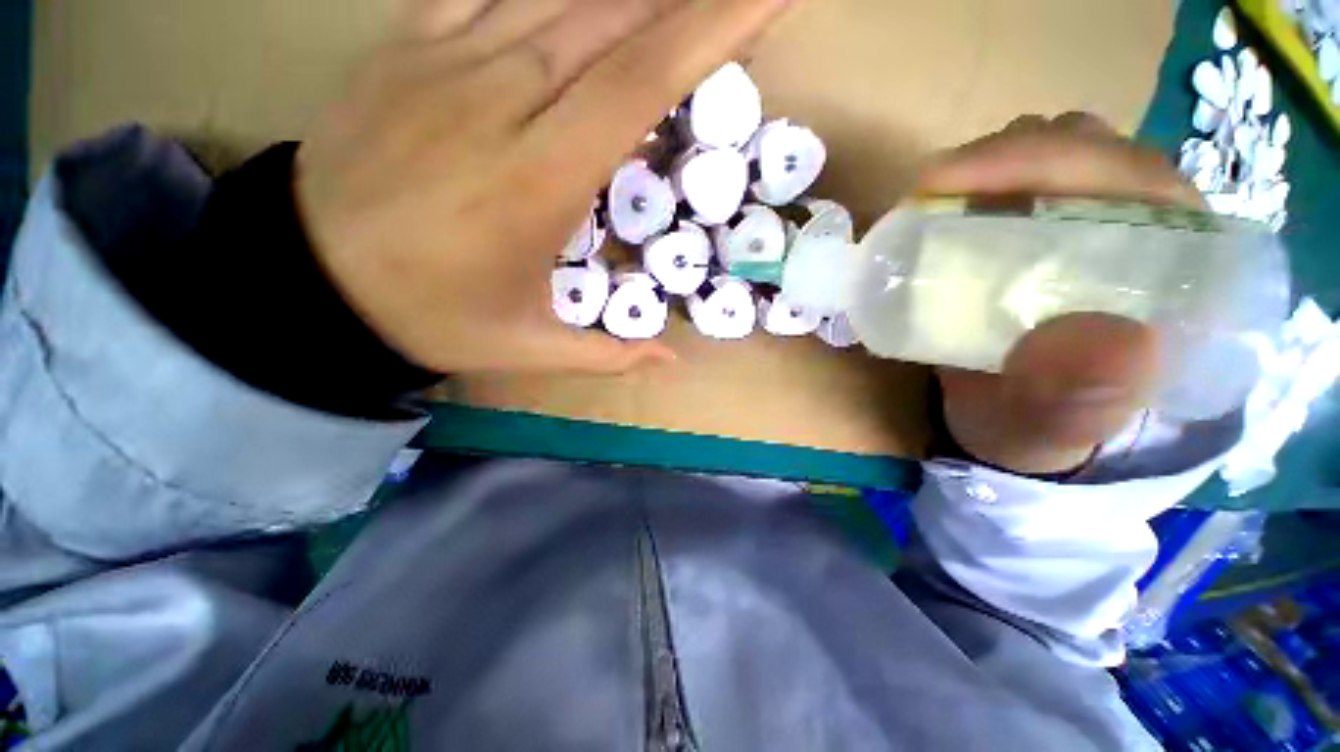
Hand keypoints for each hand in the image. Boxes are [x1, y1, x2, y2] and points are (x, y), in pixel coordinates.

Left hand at [296, 0, 789, 374]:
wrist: (306, 280)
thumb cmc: (429, 318)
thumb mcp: (527, 349)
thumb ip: (608, 353)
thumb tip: (669, 358)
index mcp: (538, 181)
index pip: (641, 83)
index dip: (712, 31)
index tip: (767, 1)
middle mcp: (500, 100)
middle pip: (614, 21)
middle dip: (688, 1)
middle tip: (737, 2)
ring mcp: (447, 59)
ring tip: (672, 2)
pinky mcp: (407, 44)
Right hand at [915, 114, 1206, 474]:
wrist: (1006, 421)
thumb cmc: (1041, 424)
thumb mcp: (1057, 425)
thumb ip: (1079, 399)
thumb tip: (1112, 339)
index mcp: (1174, 269)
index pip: (1136, 177)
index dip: (1056, 163)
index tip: (961, 184)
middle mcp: (1136, 228)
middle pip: (1085, 150)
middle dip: (1008, 157)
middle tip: (934, 193)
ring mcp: (1081, 222)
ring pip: (1044, 153)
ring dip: (987, 164)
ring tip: (934, 199)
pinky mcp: (1032, 230)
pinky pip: (1007, 182)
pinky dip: (969, 182)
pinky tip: (937, 206)